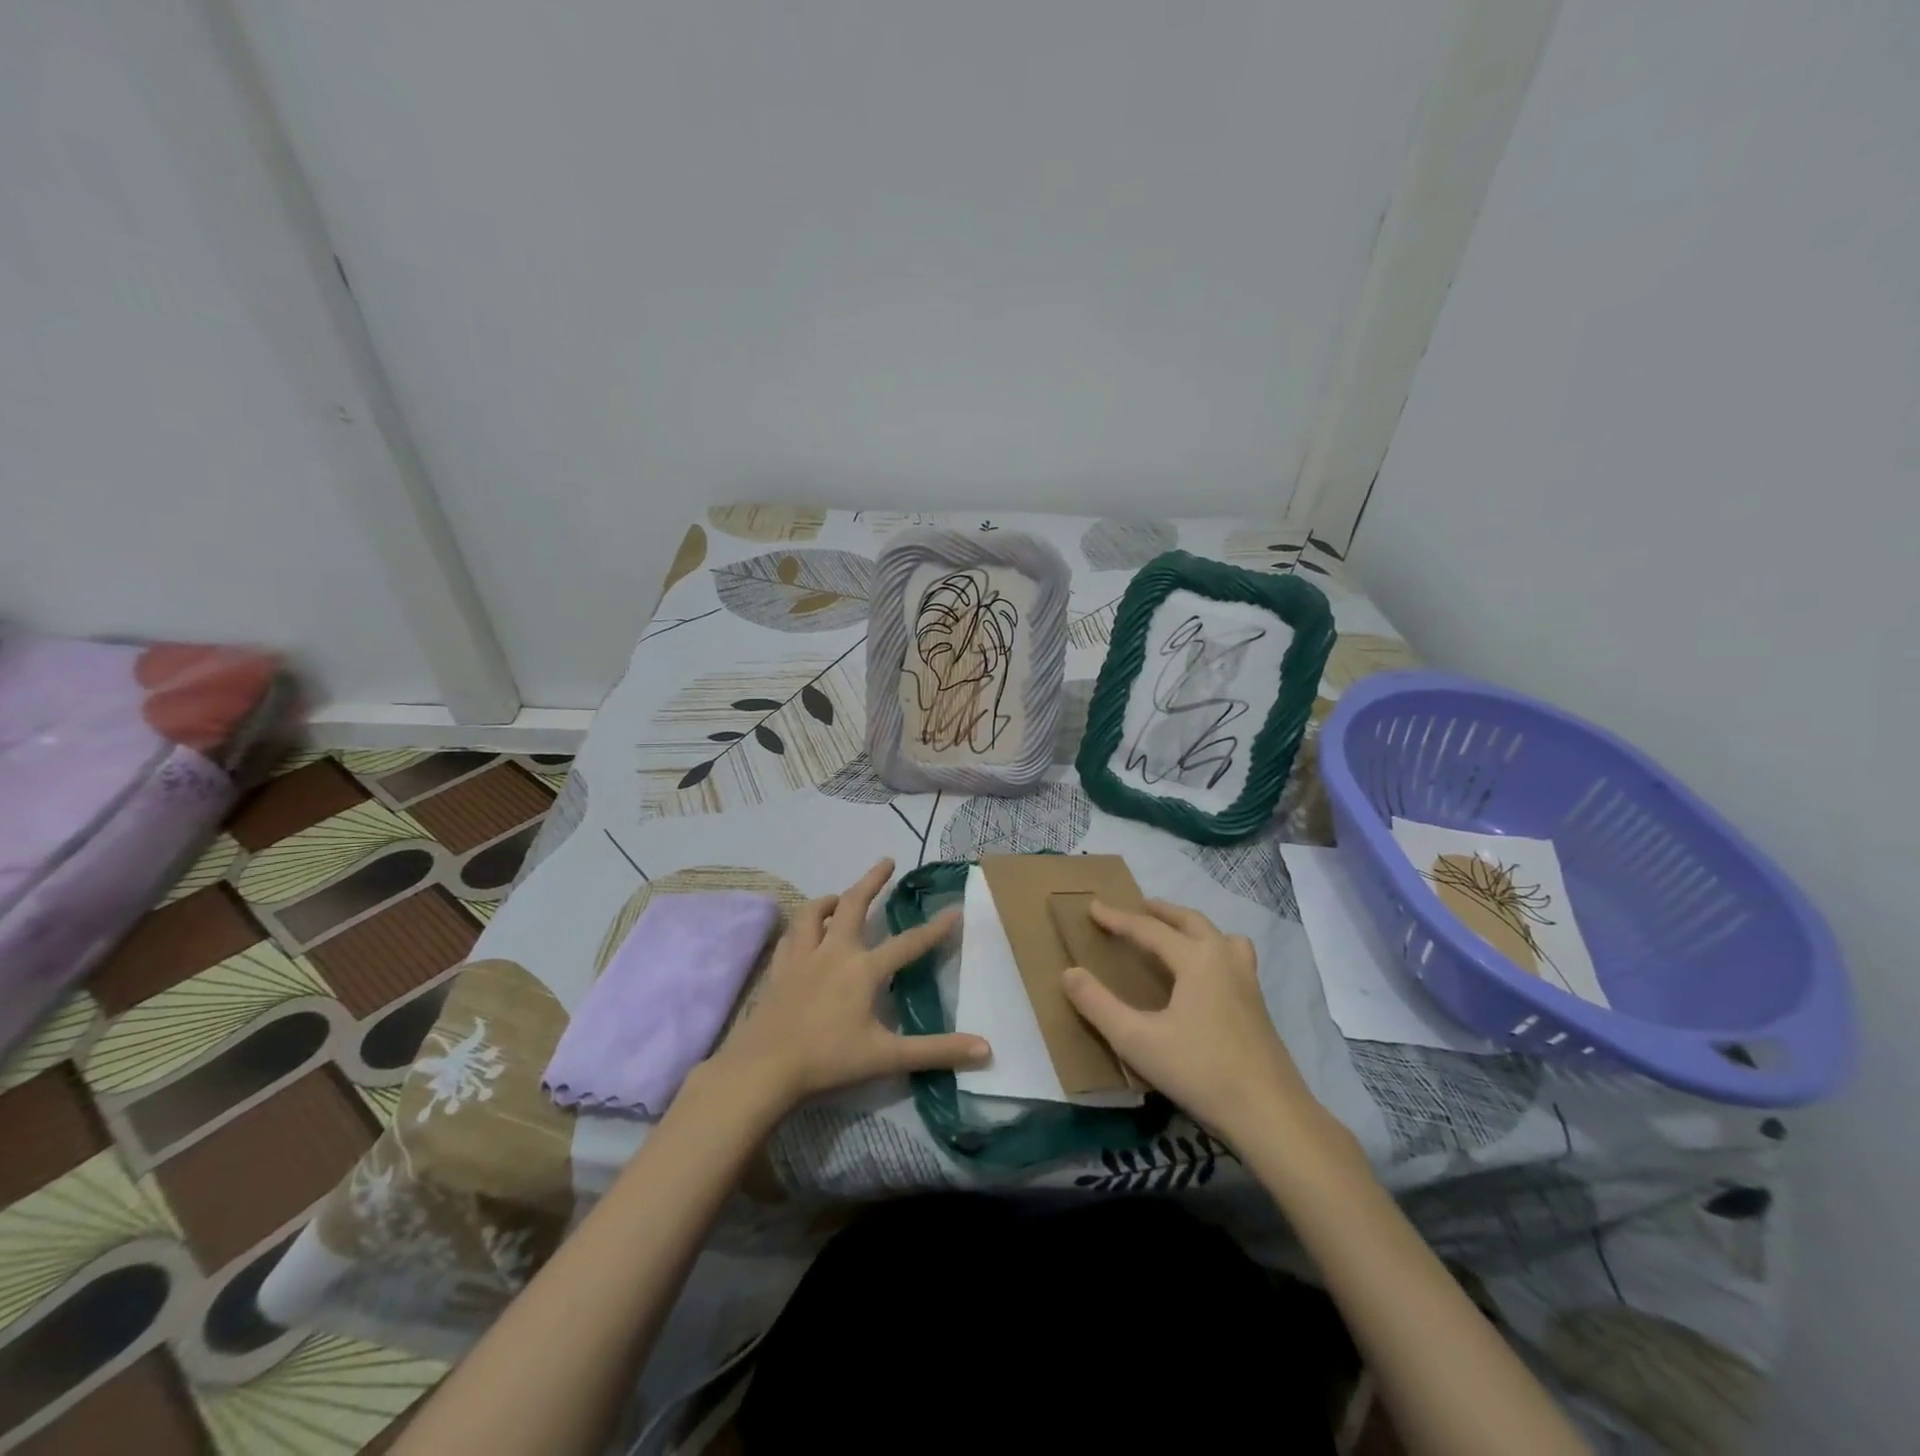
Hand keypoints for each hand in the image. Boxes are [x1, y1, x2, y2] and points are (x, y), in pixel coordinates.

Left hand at [709, 859, 987, 1113]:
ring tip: (839, 897)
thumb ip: (937, 1051)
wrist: (764, 1068)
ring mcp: (801, 957)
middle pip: (854, 905)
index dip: (935, 928)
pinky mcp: (778, 969)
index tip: (954, 909)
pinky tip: (803, 933)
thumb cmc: (828, 1060)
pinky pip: (790, 936)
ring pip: (815, 913)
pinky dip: (801, 927)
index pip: (909, 943)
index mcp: (864, 969)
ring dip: (830, 900)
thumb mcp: (888, 1057)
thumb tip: (986, 1049)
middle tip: (887, 861)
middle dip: (873, 880)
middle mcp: (834, 952)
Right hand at [1062, 899, 1322, 1148]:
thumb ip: (1099, 1005)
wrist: (1271, 1115)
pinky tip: (1206, 978)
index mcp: (1197, 959)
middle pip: (1191, 921)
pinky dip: (1214, 950)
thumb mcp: (1138, 1041)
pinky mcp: (1259, 1006)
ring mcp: (1248, 982)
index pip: (1149, 930)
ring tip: (1177, 934)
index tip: (1093, 907)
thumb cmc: (1200, 1072)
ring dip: (1194, 927)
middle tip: (1139, 907)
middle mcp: (1224, 959)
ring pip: (1220, 937)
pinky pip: (1234, 958)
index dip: (1118, 918)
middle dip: (1162, 912)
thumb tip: (1069, 973)